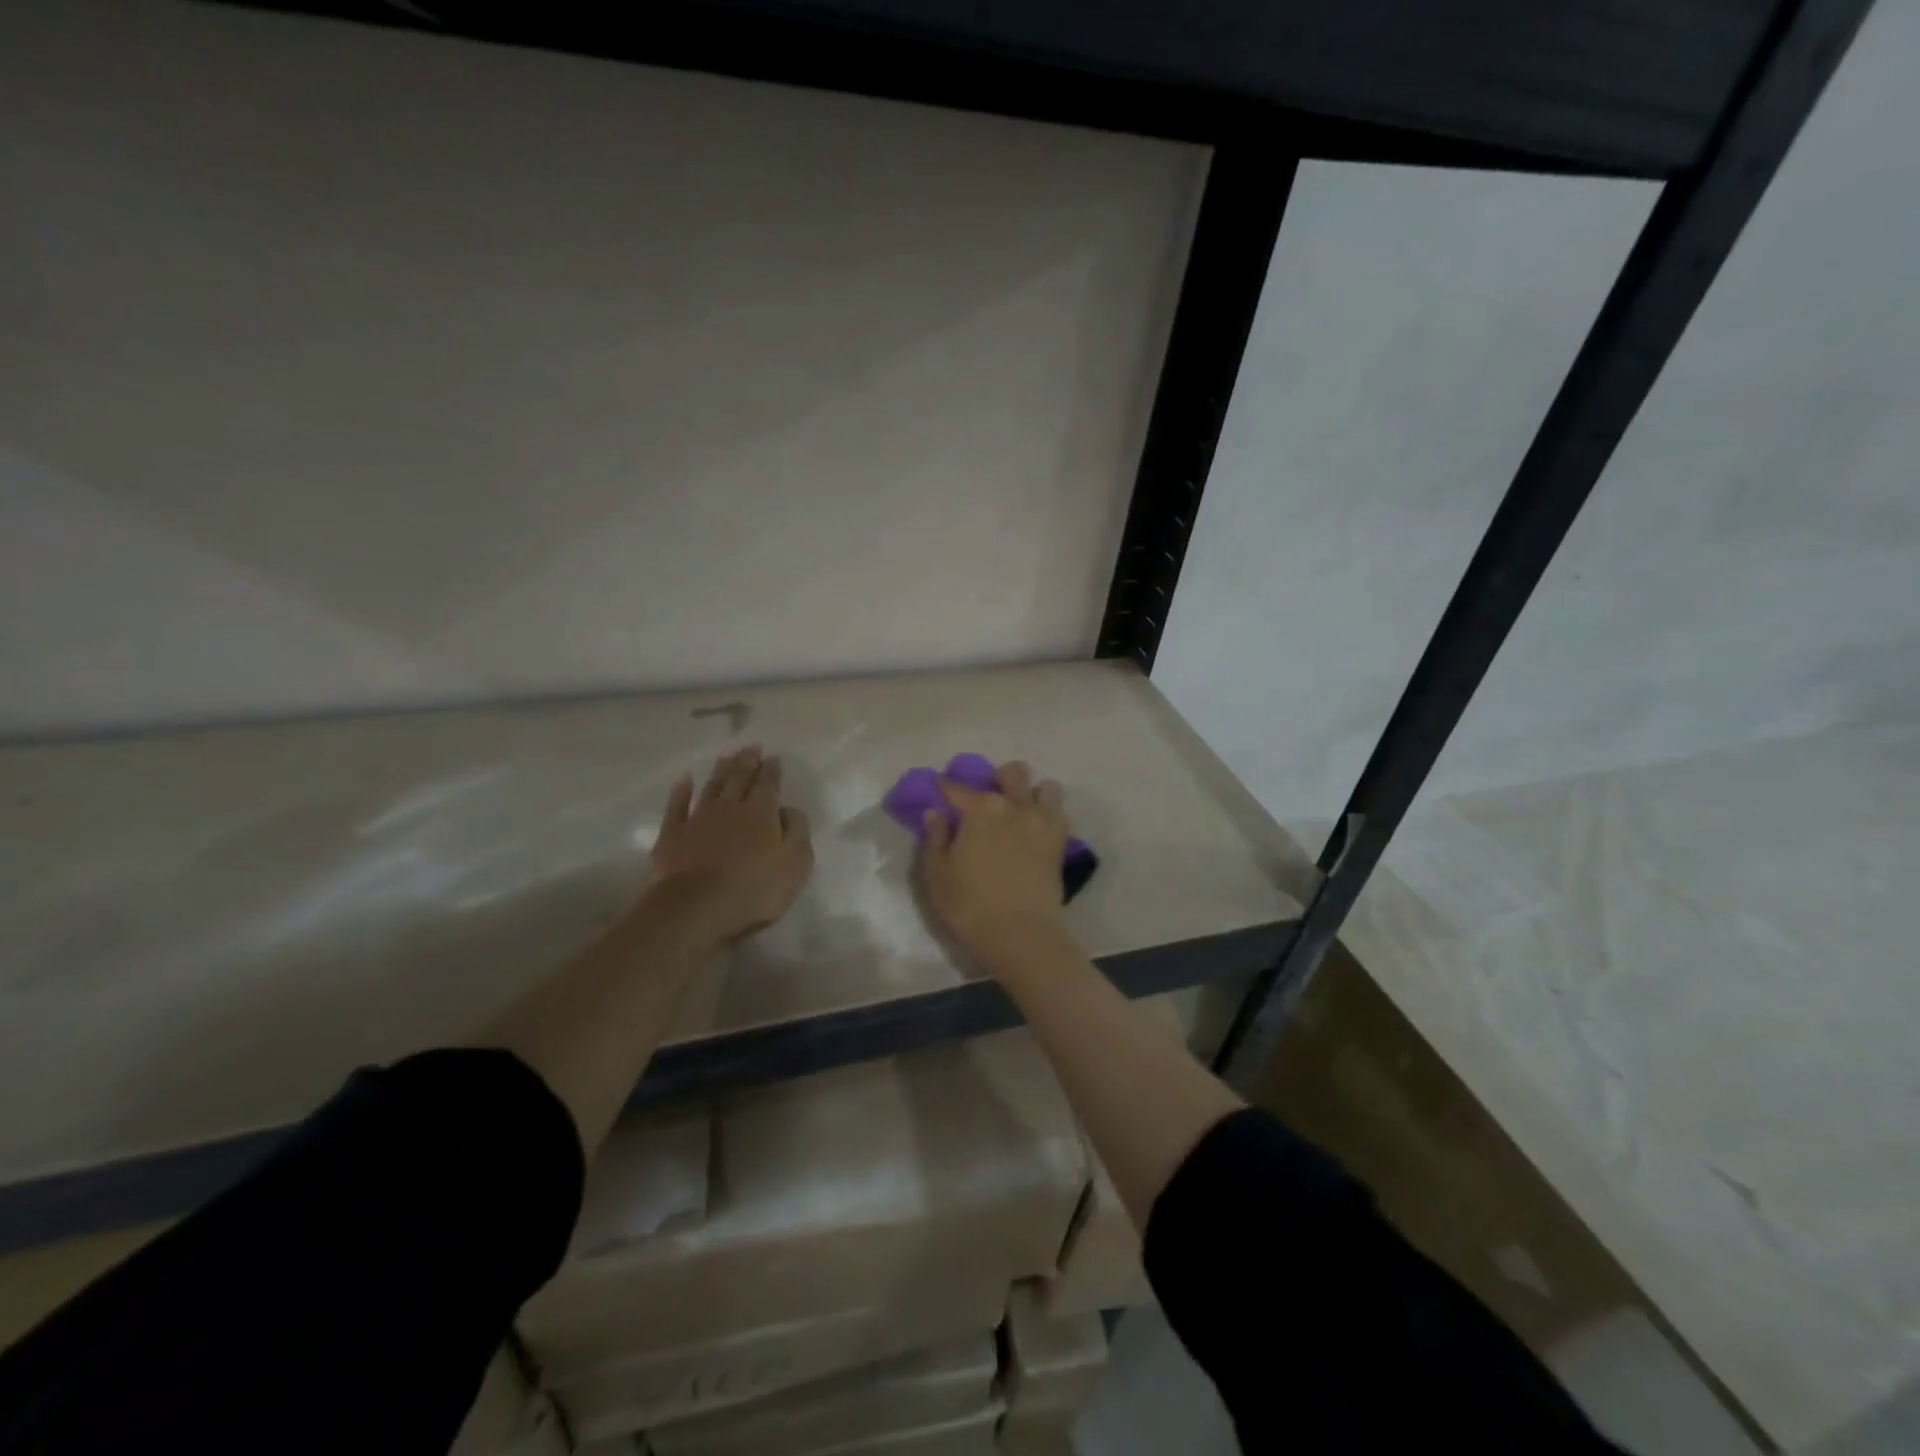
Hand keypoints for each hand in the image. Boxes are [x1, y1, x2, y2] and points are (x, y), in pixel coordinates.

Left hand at [650, 747, 813, 944]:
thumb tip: (788, 809)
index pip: (768, 784)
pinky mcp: (672, 835)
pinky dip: (681, 790)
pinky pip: (677, 805)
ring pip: (711, 787)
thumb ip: (797, 831)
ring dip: (720, 770)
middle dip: (747, 761)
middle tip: (751, 746)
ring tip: (726, 756)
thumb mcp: (795, 863)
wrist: (695, 908)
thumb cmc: (754, 889)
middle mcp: (730, 807)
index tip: (774, 757)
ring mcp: (698, 819)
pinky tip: (684, 779)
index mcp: (761, 812)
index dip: (772, 770)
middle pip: (739, 778)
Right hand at [918, 761, 1069, 965]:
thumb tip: (936, 813)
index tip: (939, 790)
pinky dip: (1049, 814)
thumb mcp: (937, 875)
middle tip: (987, 798)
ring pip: (1045, 787)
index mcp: (980, 809)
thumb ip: (935, 839)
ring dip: (1032, 793)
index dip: (945, 787)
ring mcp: (1042, 821)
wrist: (1020, 934)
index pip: (956, 787)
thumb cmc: (969, 905)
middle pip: (1011, 773)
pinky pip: (1060, 813)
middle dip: (998, 779)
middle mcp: (1014, 805)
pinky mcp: (1060, 841)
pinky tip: (1036, 830)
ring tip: (1020, 811)